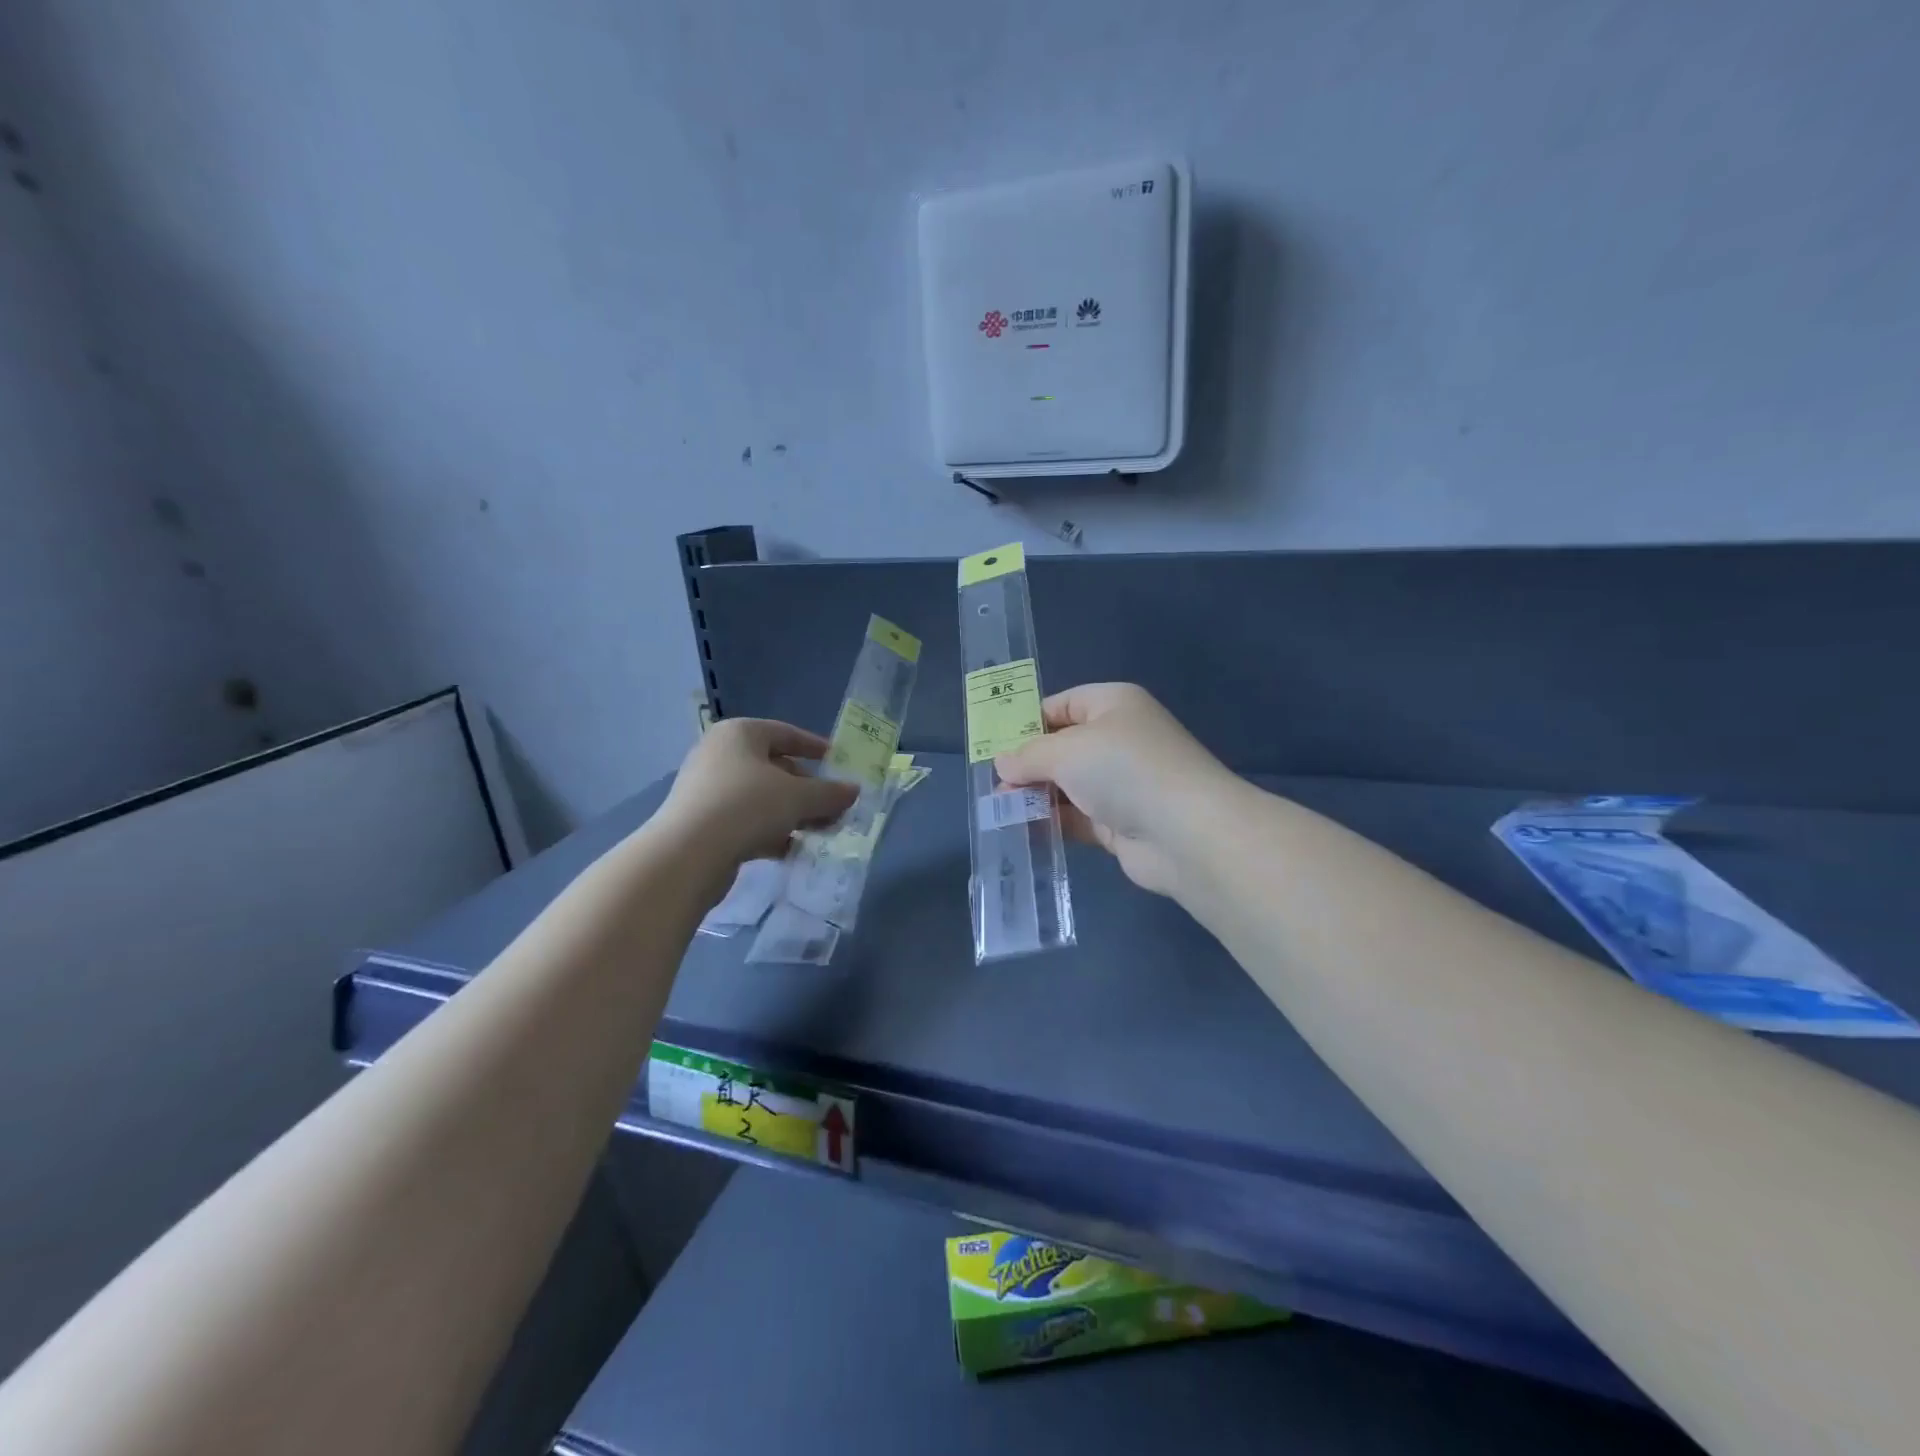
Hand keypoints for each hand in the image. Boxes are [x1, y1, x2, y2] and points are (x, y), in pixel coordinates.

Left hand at [655, 719, 858, 871]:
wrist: (688, 854)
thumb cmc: (747, 806)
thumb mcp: (799, 797)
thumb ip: (830, 793)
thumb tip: (854, 790)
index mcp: (740, 734)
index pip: (786, 733)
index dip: (816, 748)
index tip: (840, 764)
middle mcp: (720, 755)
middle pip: (775, 768)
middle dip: (809, 789)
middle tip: (836, 808)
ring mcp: (708, 790)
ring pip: (762, 797)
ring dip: (793, 814)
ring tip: (822, 832)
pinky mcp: (703, 823)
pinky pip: (746, 820)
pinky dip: (770, 832)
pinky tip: (792, 850)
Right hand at [994, 683, 1234, 897]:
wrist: (1185, 833)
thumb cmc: (1123, 770)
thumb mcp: (1066, 751)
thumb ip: (1028, 756)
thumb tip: (1002, 763)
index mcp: (1113, 705)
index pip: (1063, 704)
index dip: (1028, 721)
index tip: (995, 744)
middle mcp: (1119, 739)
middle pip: (1062, 747)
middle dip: (1027, 764)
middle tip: (993, 784)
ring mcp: (1121, 783)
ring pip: (1067, 785)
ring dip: (1035, 796)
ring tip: (999, 810)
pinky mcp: (1120, 822)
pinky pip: (1076, 817)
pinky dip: (1052, 822)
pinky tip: (1022, 830)